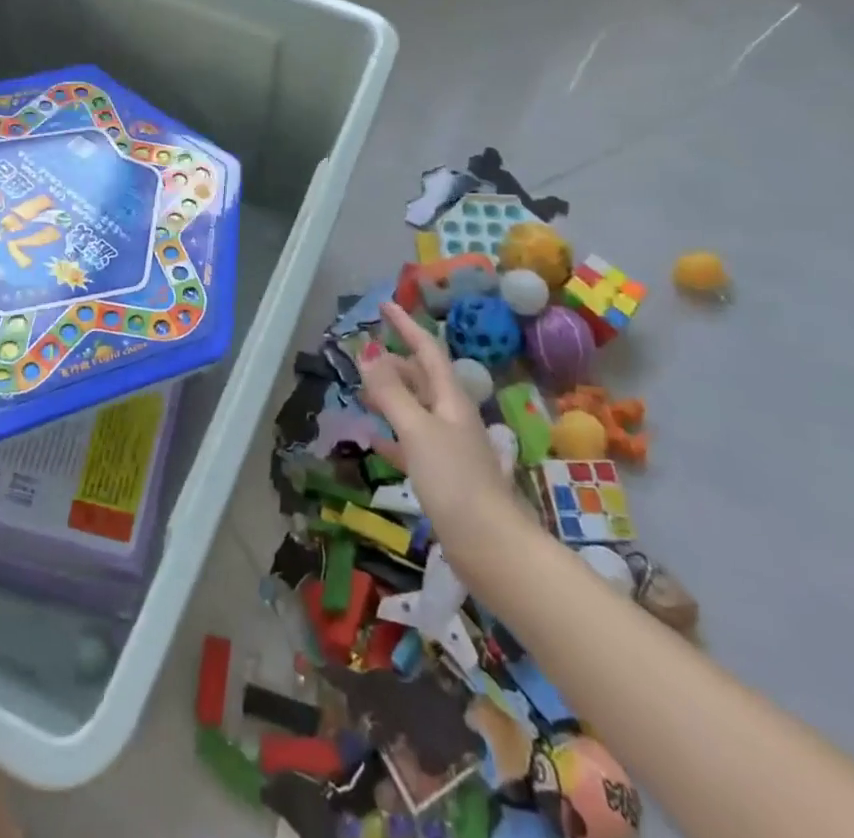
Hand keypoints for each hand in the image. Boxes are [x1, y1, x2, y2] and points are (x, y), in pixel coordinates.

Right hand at [359, 300, 520, 546]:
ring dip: (390, 397)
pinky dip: (391, 436)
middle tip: (363, 357)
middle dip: (394, 364)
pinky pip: (411, 444)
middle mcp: (452, 417)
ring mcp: (448, 448)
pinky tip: (373, 442)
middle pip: (421, 379)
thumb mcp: (418, 431)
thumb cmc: (455, 481)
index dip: (407, 326)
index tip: (385, 305)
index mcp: (450, 399)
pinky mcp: (442, 477)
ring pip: (415, 410)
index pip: (427, 351)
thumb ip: (391, 393)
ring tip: (362, 394)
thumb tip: (368, 354)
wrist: (491, 547)